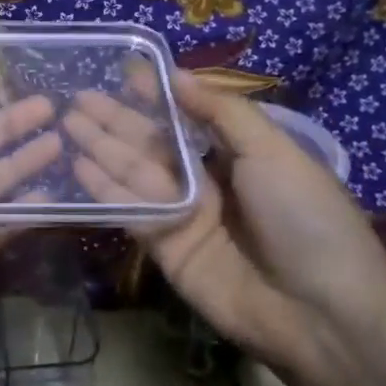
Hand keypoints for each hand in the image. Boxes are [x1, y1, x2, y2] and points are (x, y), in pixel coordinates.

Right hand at [66, 70, 385, 384]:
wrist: (319, 312)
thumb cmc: (305, 218)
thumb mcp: (274, 151)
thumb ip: (222, 113)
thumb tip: (179, 74)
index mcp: (240, 154)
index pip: (188, 118)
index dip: (156, 96)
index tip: (123, 74)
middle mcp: (208, 181)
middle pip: (154, 145)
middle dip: (117, 120)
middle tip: (77, 98)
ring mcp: (184, 216)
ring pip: (135, 175)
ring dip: (102, 148)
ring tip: (67, 122)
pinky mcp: (165, 249)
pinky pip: (132, 212)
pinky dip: (105, 190)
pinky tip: (79, 166)